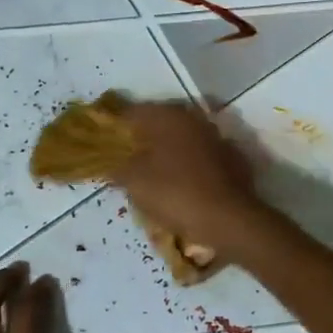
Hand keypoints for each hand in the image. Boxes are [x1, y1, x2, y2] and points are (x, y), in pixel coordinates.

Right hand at [116, 102, 270, 261]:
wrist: (230, 220)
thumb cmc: (176, 194)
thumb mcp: (136, 182)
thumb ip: (117, 167)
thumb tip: (108, 161)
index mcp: (168, 116)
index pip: (131, 113)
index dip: (113, 127)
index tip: (101, 142)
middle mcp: (193, 119)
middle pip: (158, 123)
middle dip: (140, 138)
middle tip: (124, 159)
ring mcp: (216, 137)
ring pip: (181, 139)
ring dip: (165, 150)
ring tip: (150, 172)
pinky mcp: (231, 158)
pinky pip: (199, 155)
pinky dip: (187, 164)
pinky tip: (179, 182)